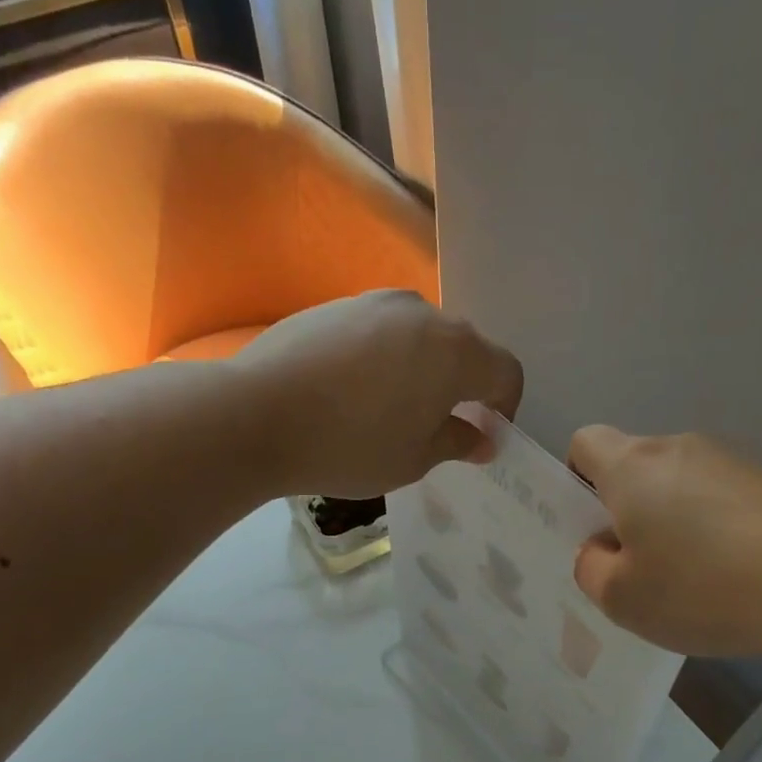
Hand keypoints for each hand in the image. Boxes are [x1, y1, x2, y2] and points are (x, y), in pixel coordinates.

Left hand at [230, 291, 523, 498]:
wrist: (256, 414)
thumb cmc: (350, 446)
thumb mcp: (414, 459)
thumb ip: (458, 442)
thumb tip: (483, 438)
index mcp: (456, 352)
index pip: (505, 372)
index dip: (505, 407)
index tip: (484, 435)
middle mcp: (423, 314)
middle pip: (464, 348)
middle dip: (464, 387)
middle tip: (439, 427)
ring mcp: (376, 302)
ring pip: (420, 337)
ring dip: (422, 370)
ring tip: (391, 410)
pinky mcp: (337, 305)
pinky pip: (380, 331)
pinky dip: (384, 359)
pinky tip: (352, 392)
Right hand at [568, 426, 761, 657]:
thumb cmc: (701, 587)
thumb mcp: (621, 599)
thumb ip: (591, 570)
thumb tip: (601, 549)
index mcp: (632, 466)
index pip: (585, 443)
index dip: (576, 479)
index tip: (592, 526)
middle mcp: (681, 449)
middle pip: (637, 467)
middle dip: (628, 511)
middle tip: (639, 568)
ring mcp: (735, 461)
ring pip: (683, 487)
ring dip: (676, 523)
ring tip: (695, 582)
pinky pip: (725, 501)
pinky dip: (719, 532)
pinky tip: (737, 579)